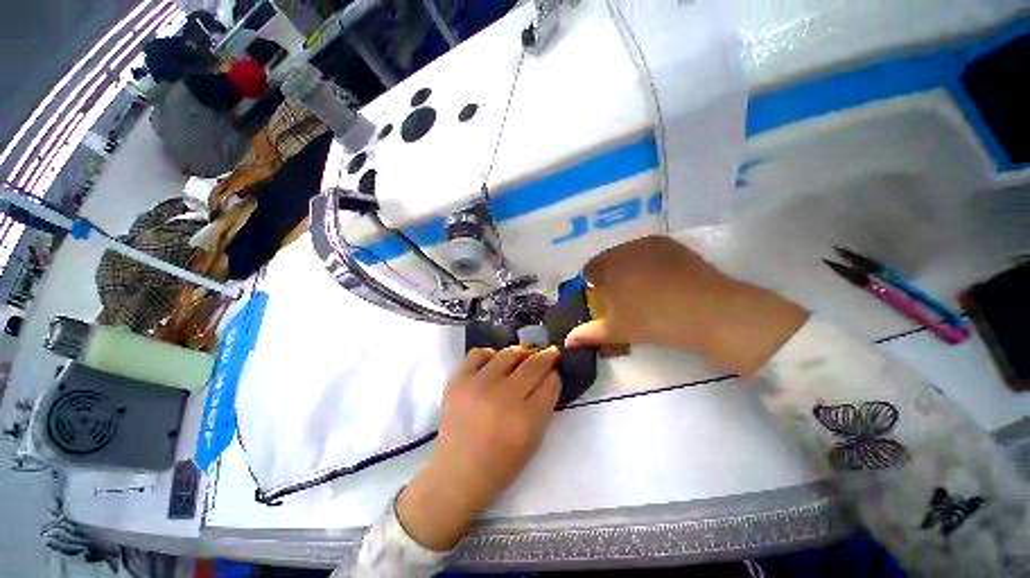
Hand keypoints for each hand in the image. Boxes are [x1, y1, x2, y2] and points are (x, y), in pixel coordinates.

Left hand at [397, 347, 560, 550]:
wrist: (456, 474)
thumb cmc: (500, 464)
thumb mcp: (533, 441)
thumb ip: (544, 406)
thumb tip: (549, 376)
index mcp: (525, 420)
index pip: (550, 383)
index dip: (555, 375)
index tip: (554, 371)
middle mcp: (503, 398)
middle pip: (533, 364)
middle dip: (546, 356)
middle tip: (549, 354)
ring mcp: (478, 386)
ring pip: (509, 353)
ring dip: (521, 354)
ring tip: (521, 359)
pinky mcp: (458, 381)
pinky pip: (479, 353)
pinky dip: (490, 355)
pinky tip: (493, 364)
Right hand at [566, 236, 807, 376]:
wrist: (710, 312)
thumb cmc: (655, 321)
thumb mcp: (618, 330)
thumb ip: (588, 334)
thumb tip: (566, 342)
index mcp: (609, 267)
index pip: (589, 270)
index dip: (591, 285)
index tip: (599, 299)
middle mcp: (626, 248)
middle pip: (607, 260)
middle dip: (608, 276)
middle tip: (619, 297)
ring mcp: (649, 243)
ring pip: (627, 254)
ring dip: (625, 267)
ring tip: (640, 288)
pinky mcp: (670, 244)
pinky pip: (647, 251)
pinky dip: (645, 262)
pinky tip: (658, 279)